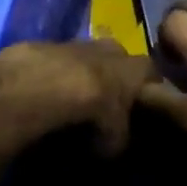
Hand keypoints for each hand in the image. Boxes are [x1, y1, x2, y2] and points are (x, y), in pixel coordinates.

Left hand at [0, 39, 151, 154]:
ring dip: (78, 71)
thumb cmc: (87, 115)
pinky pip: (50, 59)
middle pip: (116, 55)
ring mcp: (71, 43)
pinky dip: (48, 73)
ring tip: (69, 96)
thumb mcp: (113, 142)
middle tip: (105, 96)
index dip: (147, 86)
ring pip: (81, 53)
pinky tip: (39, 92)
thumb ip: (120, 137)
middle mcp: (105, 48)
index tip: (144, 102)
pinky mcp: (38, 45)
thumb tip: (116, 140)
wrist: (37, 90)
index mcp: (131, 68)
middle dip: (112, 72)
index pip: (150, 70)